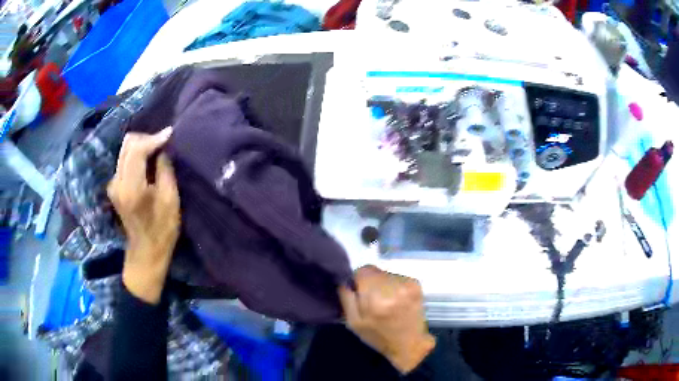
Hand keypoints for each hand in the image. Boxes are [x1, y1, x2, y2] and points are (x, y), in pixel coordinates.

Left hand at [107, 127, 178, 303]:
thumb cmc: (162, 230)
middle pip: (128, 144)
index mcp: (131, 188)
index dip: (154, 138)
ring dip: (142, 145)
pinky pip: (125, 159)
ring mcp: (113, 183)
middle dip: (147, 138)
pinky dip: (137, 154)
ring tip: (158, 150)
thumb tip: (163, 149)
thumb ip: (164, 170)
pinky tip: (149, 161)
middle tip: (164, 142)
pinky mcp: (114, 185)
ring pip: (125, 149)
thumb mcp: (170, 200)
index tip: (170, 134)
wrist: (146, 252)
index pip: (137, 150)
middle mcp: (117, 182)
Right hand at [339, 266, 435, 373]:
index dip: (357, 280)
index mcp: (376, 299)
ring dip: (382, 283)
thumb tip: (344, 279)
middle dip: (369, 282)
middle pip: (374, 271)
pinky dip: (394, 285)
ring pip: (385, 273)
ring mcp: (408, 284)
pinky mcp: (416, 284)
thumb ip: (346, 298)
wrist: (409, 343)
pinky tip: (396, 300)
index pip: (362, 271)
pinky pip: (397, 277)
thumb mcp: (353, 322)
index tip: (359, 293)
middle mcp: (394, 288)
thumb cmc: (378, 336)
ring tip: (385, 301)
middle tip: (371, 300)